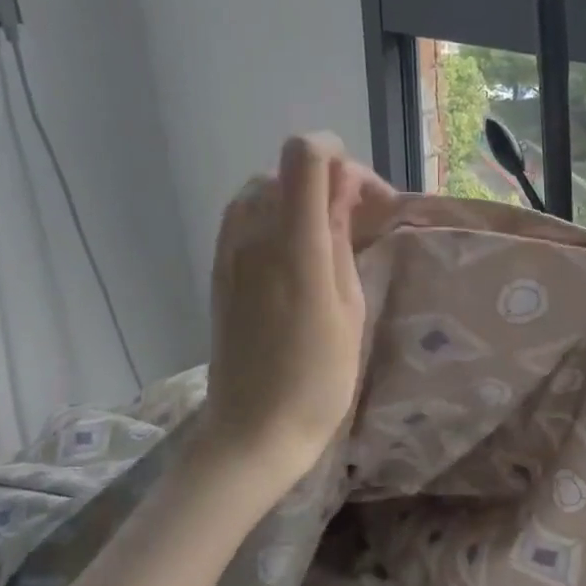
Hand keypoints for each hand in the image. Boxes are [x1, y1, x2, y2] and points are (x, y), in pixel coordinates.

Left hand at [202, 134, 392, 480]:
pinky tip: (297, 256)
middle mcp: (254, 235)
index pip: (306, 155)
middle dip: (328, 182)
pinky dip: (276, 218)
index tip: (367, 198)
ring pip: (264, 189)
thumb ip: (342, 241)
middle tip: (359, 225)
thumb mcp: (349, 309)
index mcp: (296, 245)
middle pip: (287, 168)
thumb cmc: (319, 379)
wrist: (254, 429)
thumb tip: (342, 194)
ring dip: (300, 200)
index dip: (339, 156)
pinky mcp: (218, 269)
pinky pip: (245, 217)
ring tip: (329, 240)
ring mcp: (228, 250)